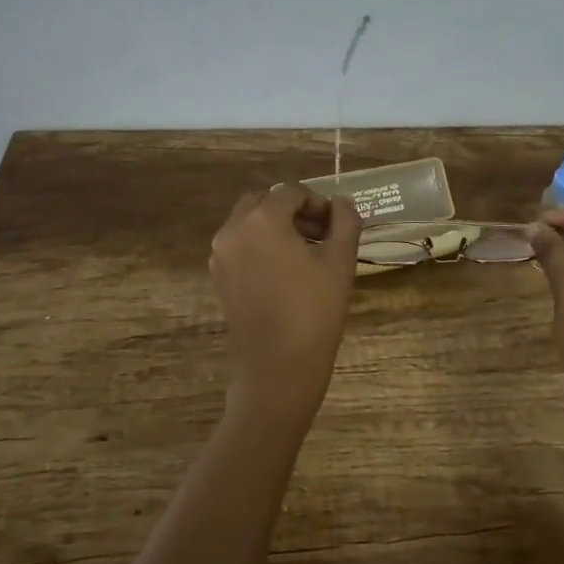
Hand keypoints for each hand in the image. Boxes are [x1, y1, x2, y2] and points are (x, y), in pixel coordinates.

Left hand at [209, 185, 360, 426]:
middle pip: (264, 202)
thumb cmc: (314, 311)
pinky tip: (286, 272)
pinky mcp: (219, 278)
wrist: (277, 371)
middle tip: (321, 234)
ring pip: (249, 223)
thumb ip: (344, 222)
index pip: (292, 192)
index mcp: (262, 219)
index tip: (338, 225)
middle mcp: (233, 229)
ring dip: (276, 227)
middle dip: (293, 211)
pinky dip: (261, 246)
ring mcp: (221, 255)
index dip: (318, 203)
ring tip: (307, 254)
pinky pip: (240, 246)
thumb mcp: (340, 261)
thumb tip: (342, 203)